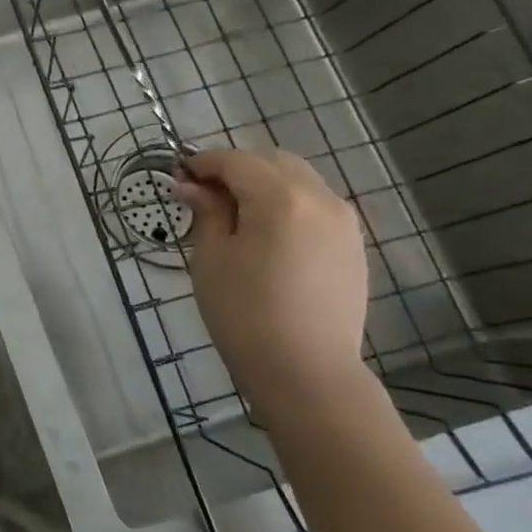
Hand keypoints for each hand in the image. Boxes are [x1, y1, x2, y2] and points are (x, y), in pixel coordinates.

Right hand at [177, 149, 370, 411]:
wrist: (306, 370)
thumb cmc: (244, 312)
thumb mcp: (211, 258)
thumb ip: (206, 213)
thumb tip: (191, 187)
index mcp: (280, 199)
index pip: (236, 161)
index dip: (203, 163)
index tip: (178, 175)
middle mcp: (320, 199)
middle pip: (273, 162)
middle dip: (237, 169)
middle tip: (204, 195)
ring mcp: (344, 222)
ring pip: (299, 182)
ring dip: (264, 185)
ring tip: (235, 216)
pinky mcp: (353, 246)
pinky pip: (316, 206)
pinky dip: (288, 205)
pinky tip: (266, 236)